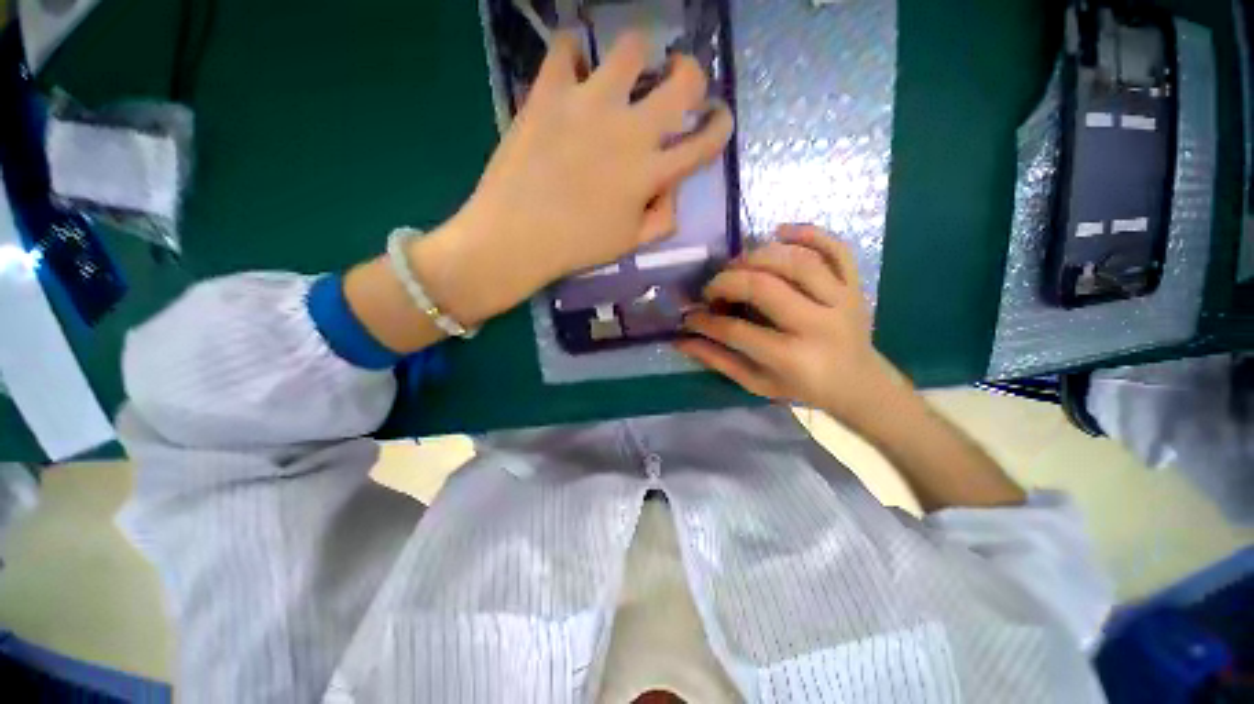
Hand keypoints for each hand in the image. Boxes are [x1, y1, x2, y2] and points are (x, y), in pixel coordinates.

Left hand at [416, 30, 734, 324]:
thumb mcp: (630, 245)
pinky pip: (565, 47)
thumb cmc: (577, 247)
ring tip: (624, 72)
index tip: (717, 119)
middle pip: (684, 80)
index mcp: (651, 173)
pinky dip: (572, 54)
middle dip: (691, 75)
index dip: (720, 126)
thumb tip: (672, 189)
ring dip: (637, 56)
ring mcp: (590, 104)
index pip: (705, 141)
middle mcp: (630, 130)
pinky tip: (571, 73)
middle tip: (678, 81)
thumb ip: (663, 218)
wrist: (516, 236)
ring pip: (632, 48)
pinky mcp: (550, 92)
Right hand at [677, 225, 908, 430]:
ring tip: (737, 264)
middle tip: (711, 288)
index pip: (736, 331)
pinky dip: (808, 233)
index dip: (706, 321)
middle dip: (726, 282)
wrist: (859, 384)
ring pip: (797, 261)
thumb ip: (719, 360)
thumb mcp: (757, 383)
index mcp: (792, 358)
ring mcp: (842, 300)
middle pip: (764, 287)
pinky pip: (836, 248)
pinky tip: (779, 231)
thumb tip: (682, 340)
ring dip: (758, 255)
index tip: (690, 317)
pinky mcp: (855, 284)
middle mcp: (818, 325)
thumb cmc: (802, 387)